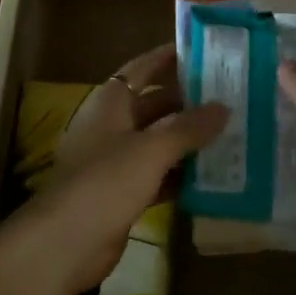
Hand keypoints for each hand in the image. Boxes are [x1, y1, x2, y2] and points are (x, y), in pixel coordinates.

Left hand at [4, 44, 227, 294]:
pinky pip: (159, 175)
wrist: (64, 243)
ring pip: (159, 142)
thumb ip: (188, 127)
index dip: (168, 57)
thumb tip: (224, 107)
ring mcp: (116, 161)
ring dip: (189, 140)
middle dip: (189, 102)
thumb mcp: (151, 149)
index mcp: (111, 103)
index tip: (202, 50)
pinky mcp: (123, 194)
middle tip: (231, 96)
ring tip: (232, 132)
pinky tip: (213, 175)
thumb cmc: (104, 182)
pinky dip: (181, 174)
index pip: (142, 68)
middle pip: (155, 105)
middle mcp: (112, 126)